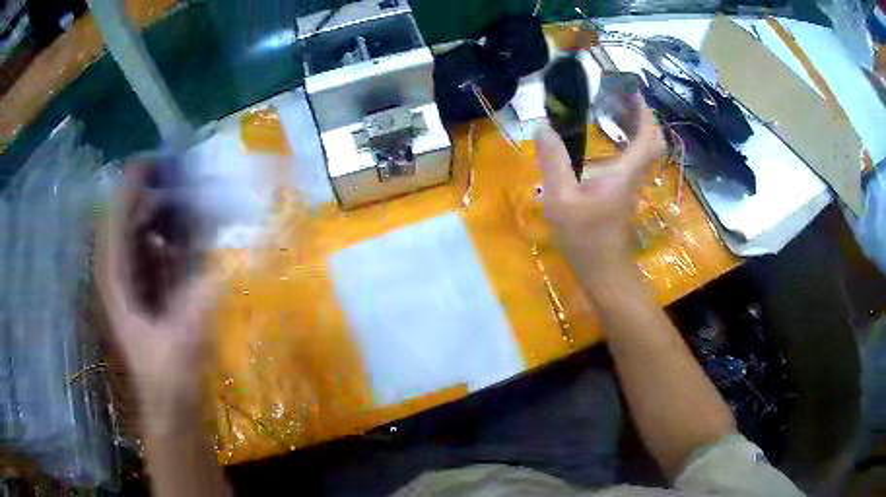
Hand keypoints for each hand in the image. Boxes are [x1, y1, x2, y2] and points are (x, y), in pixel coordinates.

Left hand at [95, 167, 218, 430]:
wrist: (170, 406)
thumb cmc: (169, 377)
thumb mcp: (182, 342)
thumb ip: (198, 303)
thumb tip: (221, 264)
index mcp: (116, 285)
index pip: (113, 224)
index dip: (128, 190)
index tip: (152, 162)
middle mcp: (119, 277)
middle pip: (126, 223)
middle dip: (149, 196)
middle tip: (180, 175)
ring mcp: (132, 283)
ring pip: (139, 236)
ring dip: (160, 213)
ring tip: (187, 196)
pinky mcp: (147, 292)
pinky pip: (153, 252)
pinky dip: (168, 236)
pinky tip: (188, 231)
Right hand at [534, 100, 665, 279]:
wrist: (604, 274)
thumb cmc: (585, 239)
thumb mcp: (561, 199)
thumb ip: (553, 161)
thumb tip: (543, 126)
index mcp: (624, 173)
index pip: (648, 137)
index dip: (644, 112)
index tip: (630, 90)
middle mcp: (633, 176)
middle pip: (651, 141)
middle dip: (640, 115)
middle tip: (619, 95)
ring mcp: (630, 186)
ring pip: (643, 151)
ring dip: (633, 127)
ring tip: (611, 109)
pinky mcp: (623, 195)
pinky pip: (632, 161)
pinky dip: (625, 143)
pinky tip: (604, 140)